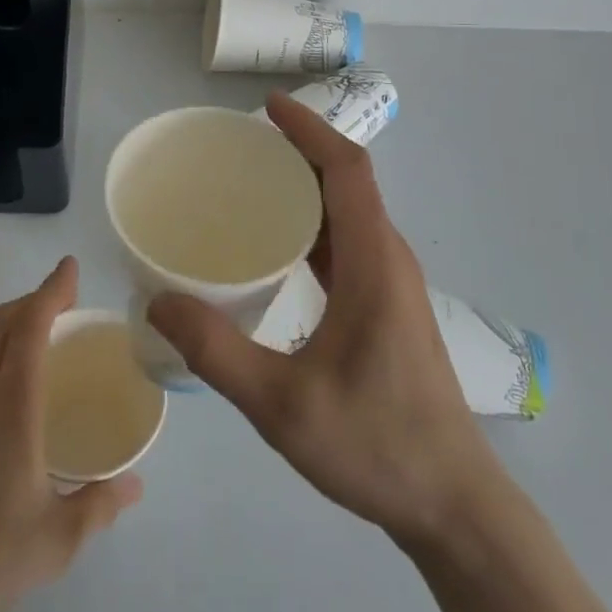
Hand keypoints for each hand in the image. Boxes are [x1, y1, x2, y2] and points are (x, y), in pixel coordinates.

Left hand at [0, 255, 142, 611]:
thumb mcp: (60, 538)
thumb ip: (101, 503)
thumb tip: (135, 484)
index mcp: (11, 408)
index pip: (30, 328)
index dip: (51, 291)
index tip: (70, 268)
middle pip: (1, 323)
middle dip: (33, 299)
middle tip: (65, 300)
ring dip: (11, 322)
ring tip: (41, 333)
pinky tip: (9, 384)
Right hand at [149, 94, 494, 547]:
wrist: (453, 505)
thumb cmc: (376, 445)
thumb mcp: (282, 405)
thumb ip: (217, 352)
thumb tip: (158, 302)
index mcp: (373, 262)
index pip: (347, 169)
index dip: (309, 130)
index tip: (267, 107)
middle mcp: (388, 259)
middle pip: (348, 181)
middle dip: (299, 151)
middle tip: (241, 147)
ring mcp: (392, 283)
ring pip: (349, 212)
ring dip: (307, 187)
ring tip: (251, 185)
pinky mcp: (388, 306)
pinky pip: (348, 243)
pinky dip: (313, 225)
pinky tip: (276, 249)